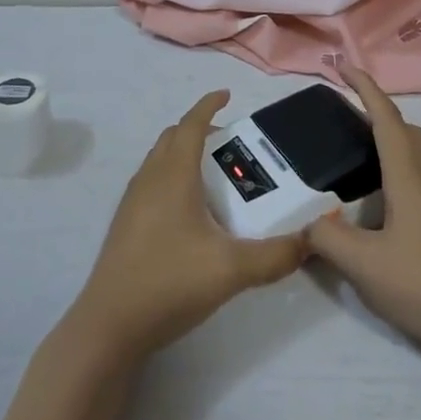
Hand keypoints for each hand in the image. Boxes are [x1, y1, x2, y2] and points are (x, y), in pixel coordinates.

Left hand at [69, 90, 305, 361]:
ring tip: (214, 176)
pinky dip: (172, 176)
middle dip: (200, 130)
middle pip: (173, 137)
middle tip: (231, 144)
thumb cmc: (169, 282)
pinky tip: (190, 212)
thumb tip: (311, 241)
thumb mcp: (231, 270)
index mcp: (173, 175)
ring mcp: (133, 201)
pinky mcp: (126, 224)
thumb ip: (275, 255)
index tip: (227, 95)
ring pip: (159, 160)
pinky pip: (152, 182)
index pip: (191, 124)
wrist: (110, 325)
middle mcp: (150, 179)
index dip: (209, 105)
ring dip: (184, 153)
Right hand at [306, 70, 420, 366]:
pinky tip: (377, 210)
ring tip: (355, 162)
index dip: (365, 89)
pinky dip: (393, 178)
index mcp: (407, 177)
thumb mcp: (366, 265)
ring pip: (414, 158)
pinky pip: (416, 185)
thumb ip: (328, 240)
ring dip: (388, 146)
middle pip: (406, 132)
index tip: (344, 67)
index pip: (385, 119)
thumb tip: (306, 225)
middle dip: (378, 114)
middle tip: (347, 119)